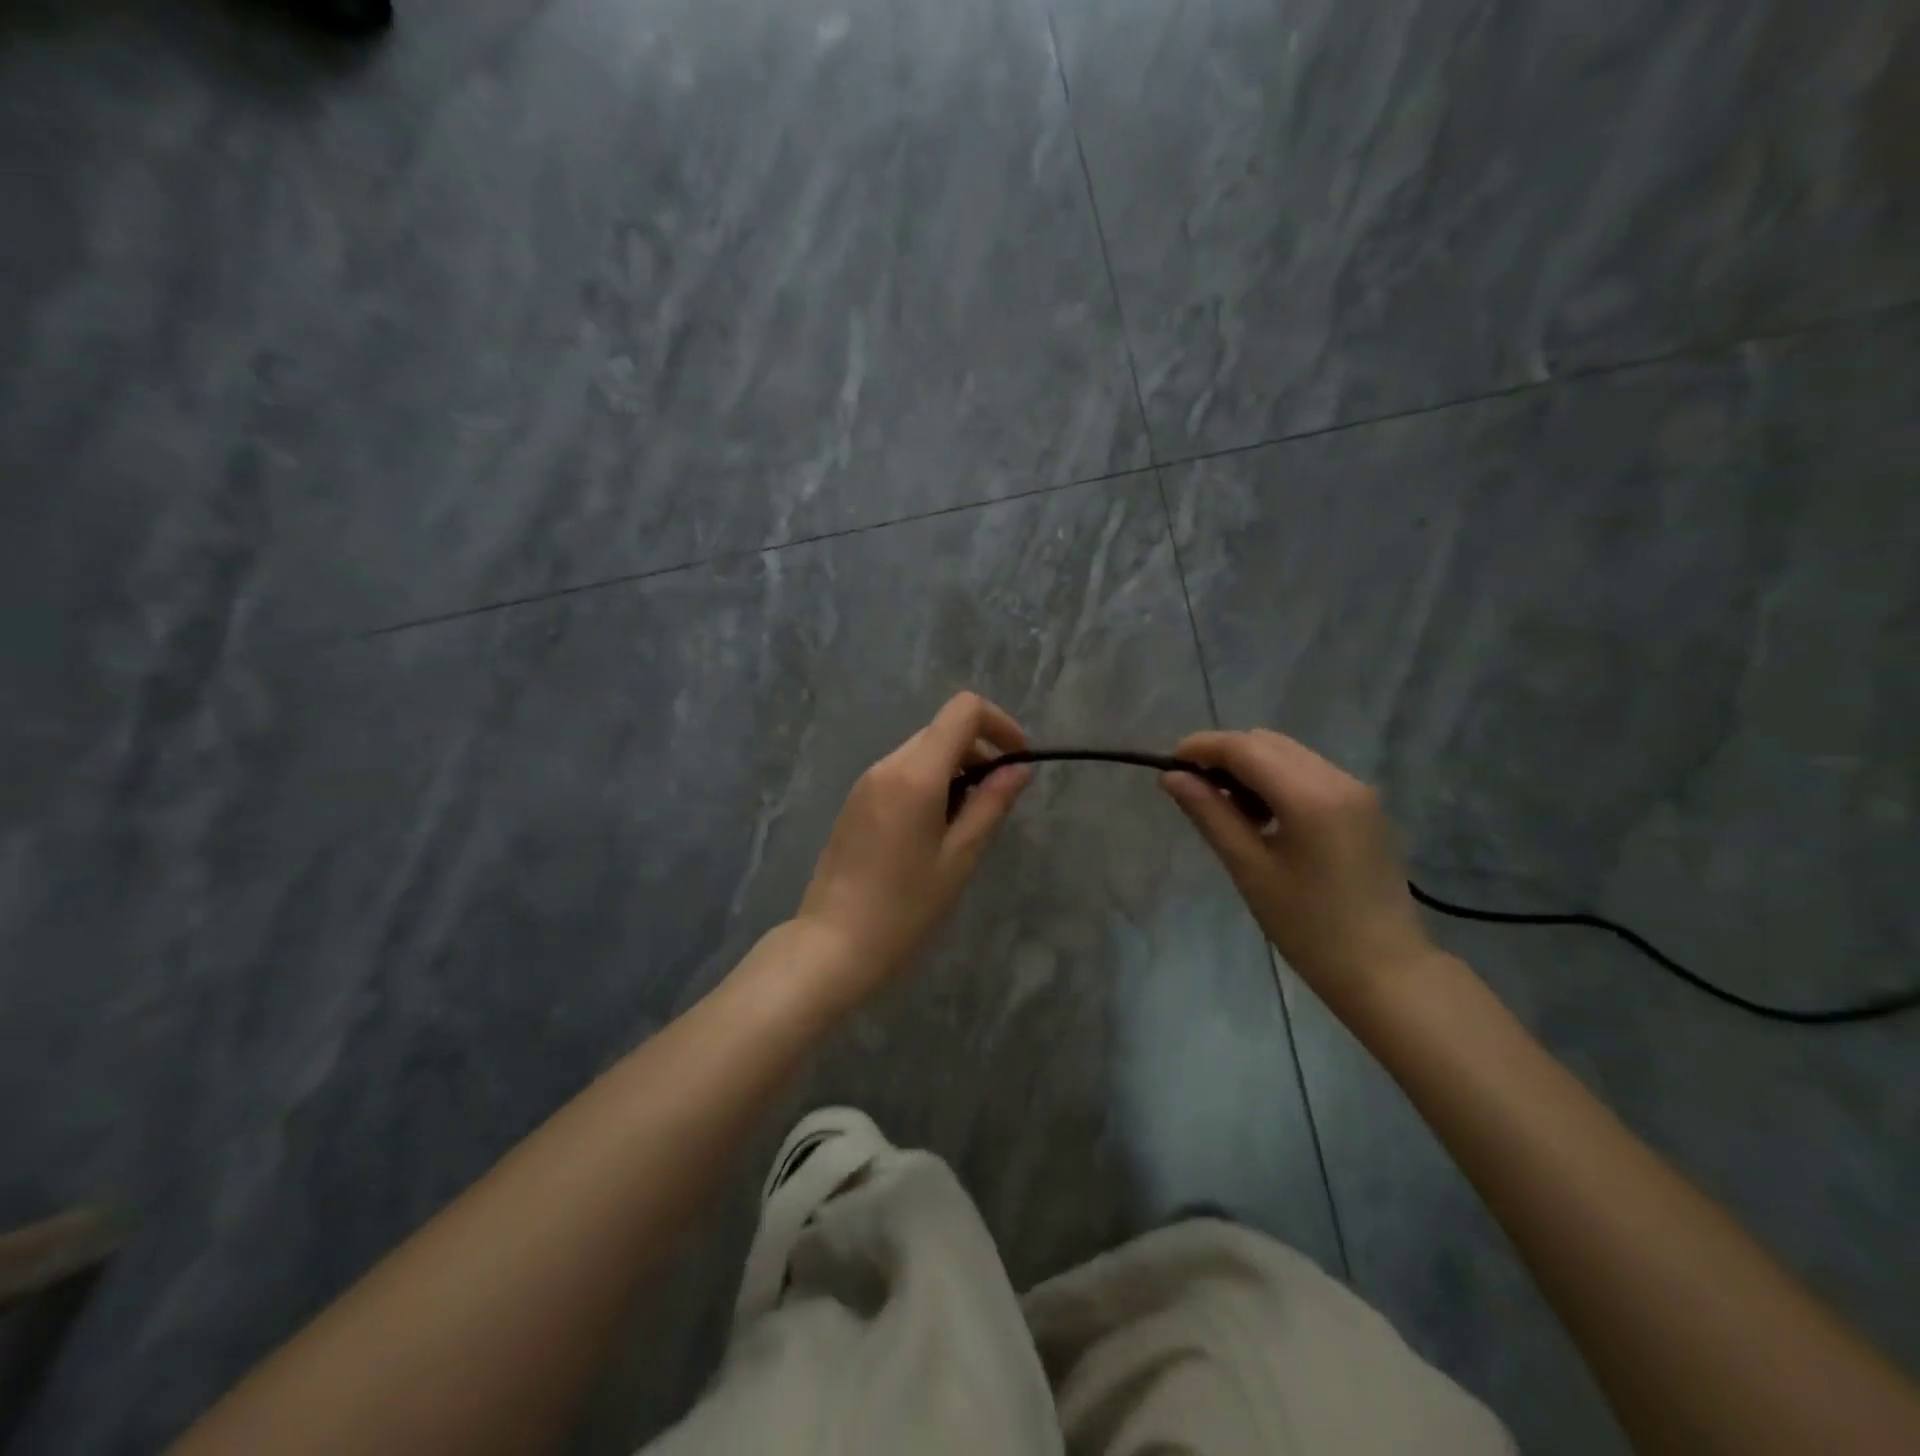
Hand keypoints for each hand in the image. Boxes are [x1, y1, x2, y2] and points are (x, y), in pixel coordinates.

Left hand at [794, 692, 1032, 1005]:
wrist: (833, 944)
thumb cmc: (905, 907)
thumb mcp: (959, 857)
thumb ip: (991, 804)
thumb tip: (1019, 768)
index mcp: (915, 774)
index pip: (963, 710)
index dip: (999, 723)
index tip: (1018, 760)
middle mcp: (886, 766)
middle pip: (942, 730)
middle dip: (979, 751)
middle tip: (997, 800)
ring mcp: (865, 783)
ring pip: (921, 752)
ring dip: (954, 769)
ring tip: (966, 822)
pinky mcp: (855, 802)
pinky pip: (900, 774)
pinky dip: (929, 783)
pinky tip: (934, 831)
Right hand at [1161, 730, 1436, 1004]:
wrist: (1385, 969)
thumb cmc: (1308, 927)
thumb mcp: (1249, 869)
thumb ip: (1210, 814)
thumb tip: (1172, 777)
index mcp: (1309, 797)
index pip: (1244, 748)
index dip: (1201, 747)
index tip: (1169, 764)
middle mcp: (1338, 779)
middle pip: (1266, 742)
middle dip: (1225, 756)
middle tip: (1197, 793)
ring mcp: (1357, 789)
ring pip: (1288, 754)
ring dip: (1251, 767)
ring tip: (1232, 812)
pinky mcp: (1365, 804)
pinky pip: (1309, 772)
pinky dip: (1277, 780)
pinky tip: (1266, 819)